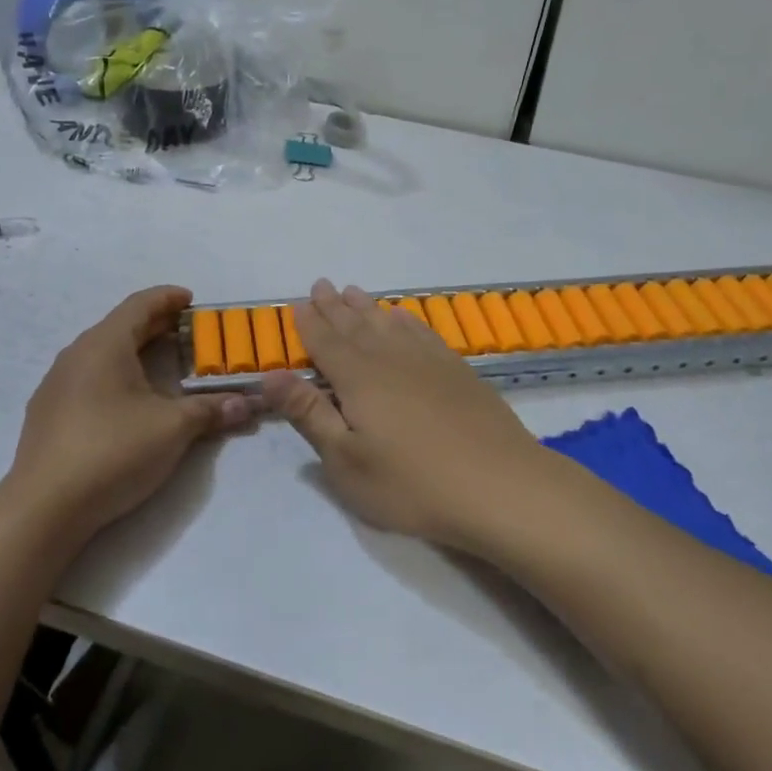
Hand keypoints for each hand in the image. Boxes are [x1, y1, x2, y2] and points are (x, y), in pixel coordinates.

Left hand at [5, 286, 251, 538]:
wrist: (45, 507)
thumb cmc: (113, 451)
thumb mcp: (173, 428)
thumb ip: (210, 410)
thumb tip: (247, 404)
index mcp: (104, 345)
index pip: (139, 305)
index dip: (168, 298)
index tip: (192, 300)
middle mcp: (76, 355)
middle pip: (120, 327)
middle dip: (156, 326)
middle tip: (189, 334)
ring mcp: (56, 385)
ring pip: (102, 354)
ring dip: (135, 352)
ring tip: (163, 367)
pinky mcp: (48, 414)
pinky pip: (88, 379)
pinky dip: (115, 376)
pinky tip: (128, 402)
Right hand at [261, 280, 561, 549]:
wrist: (500, 485)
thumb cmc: (411, 483)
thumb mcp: (346, 460)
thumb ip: (309, 414)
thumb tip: (270, 375)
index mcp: (358, 378)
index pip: (325, 342)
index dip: (309, 323)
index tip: (298, 303)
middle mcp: (391, 358)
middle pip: (355, 325)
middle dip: (334, 306)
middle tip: (321, 285)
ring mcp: (428, 361)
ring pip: (388, 323)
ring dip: (367, 307)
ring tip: (353, 292)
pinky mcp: (457, 371)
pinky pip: (422, 331)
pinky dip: (406, 319)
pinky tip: (403, 317)